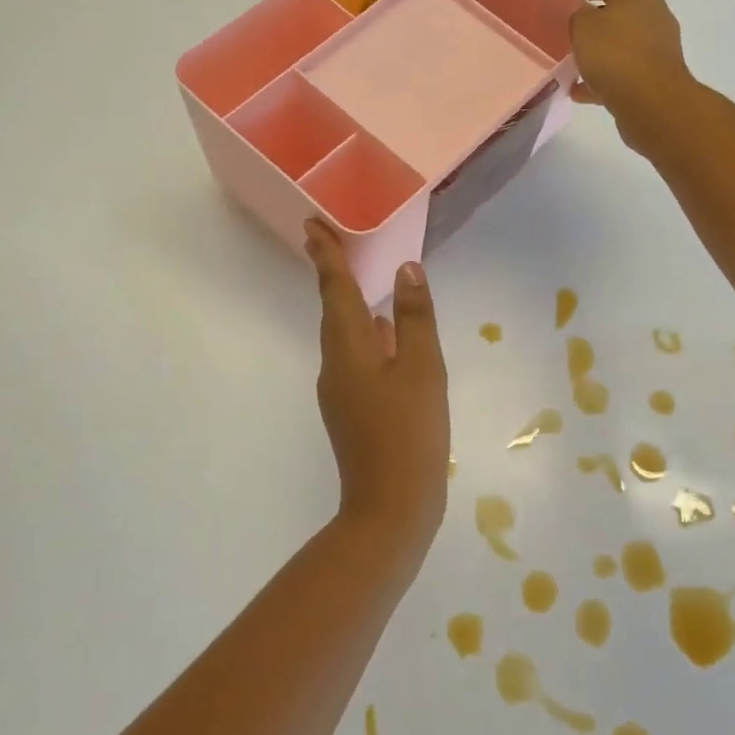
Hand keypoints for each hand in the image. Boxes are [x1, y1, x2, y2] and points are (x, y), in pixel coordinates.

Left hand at [304, 220, 449, 564]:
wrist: (390, 509)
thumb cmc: (409, 433)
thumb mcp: (422, 370)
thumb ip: (413, 318)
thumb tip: (406, 270)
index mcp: (348, 349)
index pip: (334, 290)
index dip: (325, 256)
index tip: (311, 225)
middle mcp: (335, 365)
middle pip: (333, 310)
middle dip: (333, 276)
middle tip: (335, 243)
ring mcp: (341, 391)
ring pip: (344, 336)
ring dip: (350, 305)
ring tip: (363, 282)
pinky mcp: (352, 411)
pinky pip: (356, 358)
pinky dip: (366, 337)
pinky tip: (385, 337)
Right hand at [564, 0, 695, 154]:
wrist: (652, 104)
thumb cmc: (616, 55)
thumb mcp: (583, 25)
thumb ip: (576, 15)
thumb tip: (582, 21)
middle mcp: (651, 15)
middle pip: (613, 9)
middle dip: (585, 18)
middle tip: (558, 27)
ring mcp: (654, 47)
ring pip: (616, 43)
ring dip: (592, 51)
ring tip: (566, 60)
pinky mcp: (652, 77)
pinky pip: (620, 72)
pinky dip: (599, 78)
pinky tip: (577, 90)